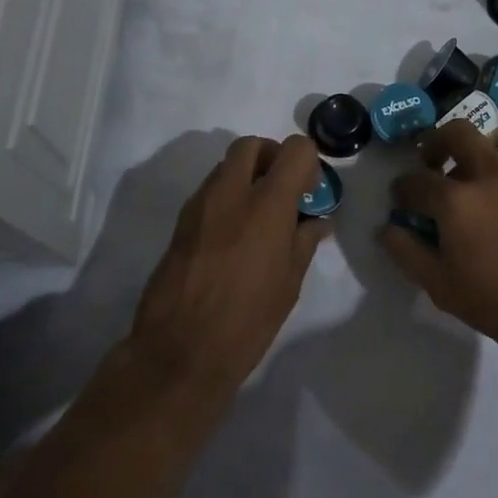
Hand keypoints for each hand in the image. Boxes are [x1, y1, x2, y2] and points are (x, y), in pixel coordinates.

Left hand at [129, 134, 328, 399]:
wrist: (179, 352)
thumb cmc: (247, 321)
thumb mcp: (289, 284)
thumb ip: (304, 242)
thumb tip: (317, 221)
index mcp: (266, 204)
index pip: (293, 149)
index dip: (307, 162)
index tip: (308, 191)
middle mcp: (230, 193)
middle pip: (251, 145)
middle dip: (271, 156)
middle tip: (282, 190)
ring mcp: (200, 205)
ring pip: (225, 166)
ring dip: (246, 176)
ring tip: (257, 218)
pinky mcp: (180, 223)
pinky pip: (208, 192)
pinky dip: (225, 197)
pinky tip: (232, 237)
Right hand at [377, 122, 497, 364]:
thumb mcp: (442, 287)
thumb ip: (408, 253)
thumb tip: (386, 228)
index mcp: (456, 200)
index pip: (416, 181)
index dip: (401, 190)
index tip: (399, 201)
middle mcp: (486, 176)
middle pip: (457, 132)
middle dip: (436, 142)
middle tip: (429, 164)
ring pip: (485, 149)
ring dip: (466, 159)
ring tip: (461, 195)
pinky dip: (490, 178)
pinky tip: (491, 213)